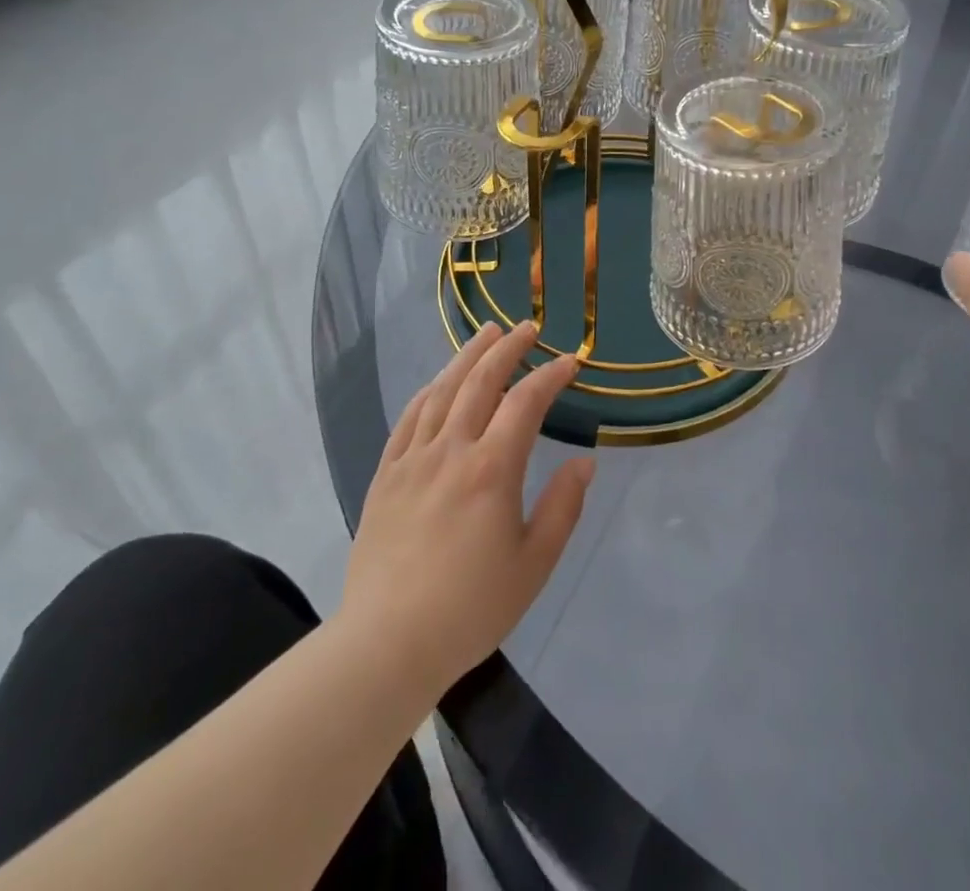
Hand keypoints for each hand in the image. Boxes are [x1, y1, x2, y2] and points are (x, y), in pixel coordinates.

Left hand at [340, 322, 590, 698]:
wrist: (388, 642)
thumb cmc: (471, 608)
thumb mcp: (533, 565)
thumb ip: (562, 508)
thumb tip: (584, 462)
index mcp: (491, 469)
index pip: (525, 403)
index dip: (550, 376)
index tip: (570, 362)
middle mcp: (451, 450)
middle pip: (480, 381)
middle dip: (508, 348)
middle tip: (527, 328)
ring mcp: (412, 459)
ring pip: (442, 390)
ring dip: (467, 356)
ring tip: (486, 333)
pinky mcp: (385, 474)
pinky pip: (408, 418)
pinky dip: (428, 391)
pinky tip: (438, 381)